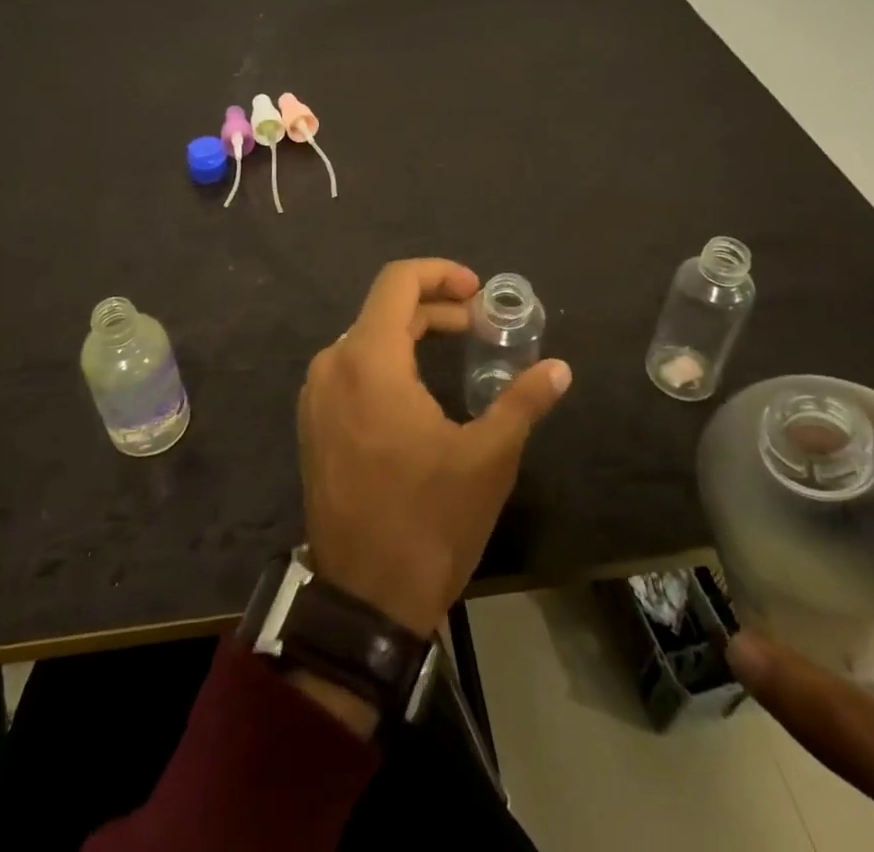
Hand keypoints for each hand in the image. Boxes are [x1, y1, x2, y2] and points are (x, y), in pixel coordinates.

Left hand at [297, 258, 571, 637]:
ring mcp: (316, 394)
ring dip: (411, 333)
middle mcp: (332, 364)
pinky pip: (350, 368)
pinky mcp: (313, 421)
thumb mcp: (487, 459)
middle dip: (434, 306)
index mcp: (368, 360)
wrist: (362, 599)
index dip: (440, 273)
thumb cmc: (428, 522)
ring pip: (366, 338)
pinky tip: (418, 386)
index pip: (397, 282)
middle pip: (383, 309)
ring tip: (455, 348)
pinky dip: (386, 360)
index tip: (477, 292)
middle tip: (480, 324)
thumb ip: (522, 402)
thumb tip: (560, 368)